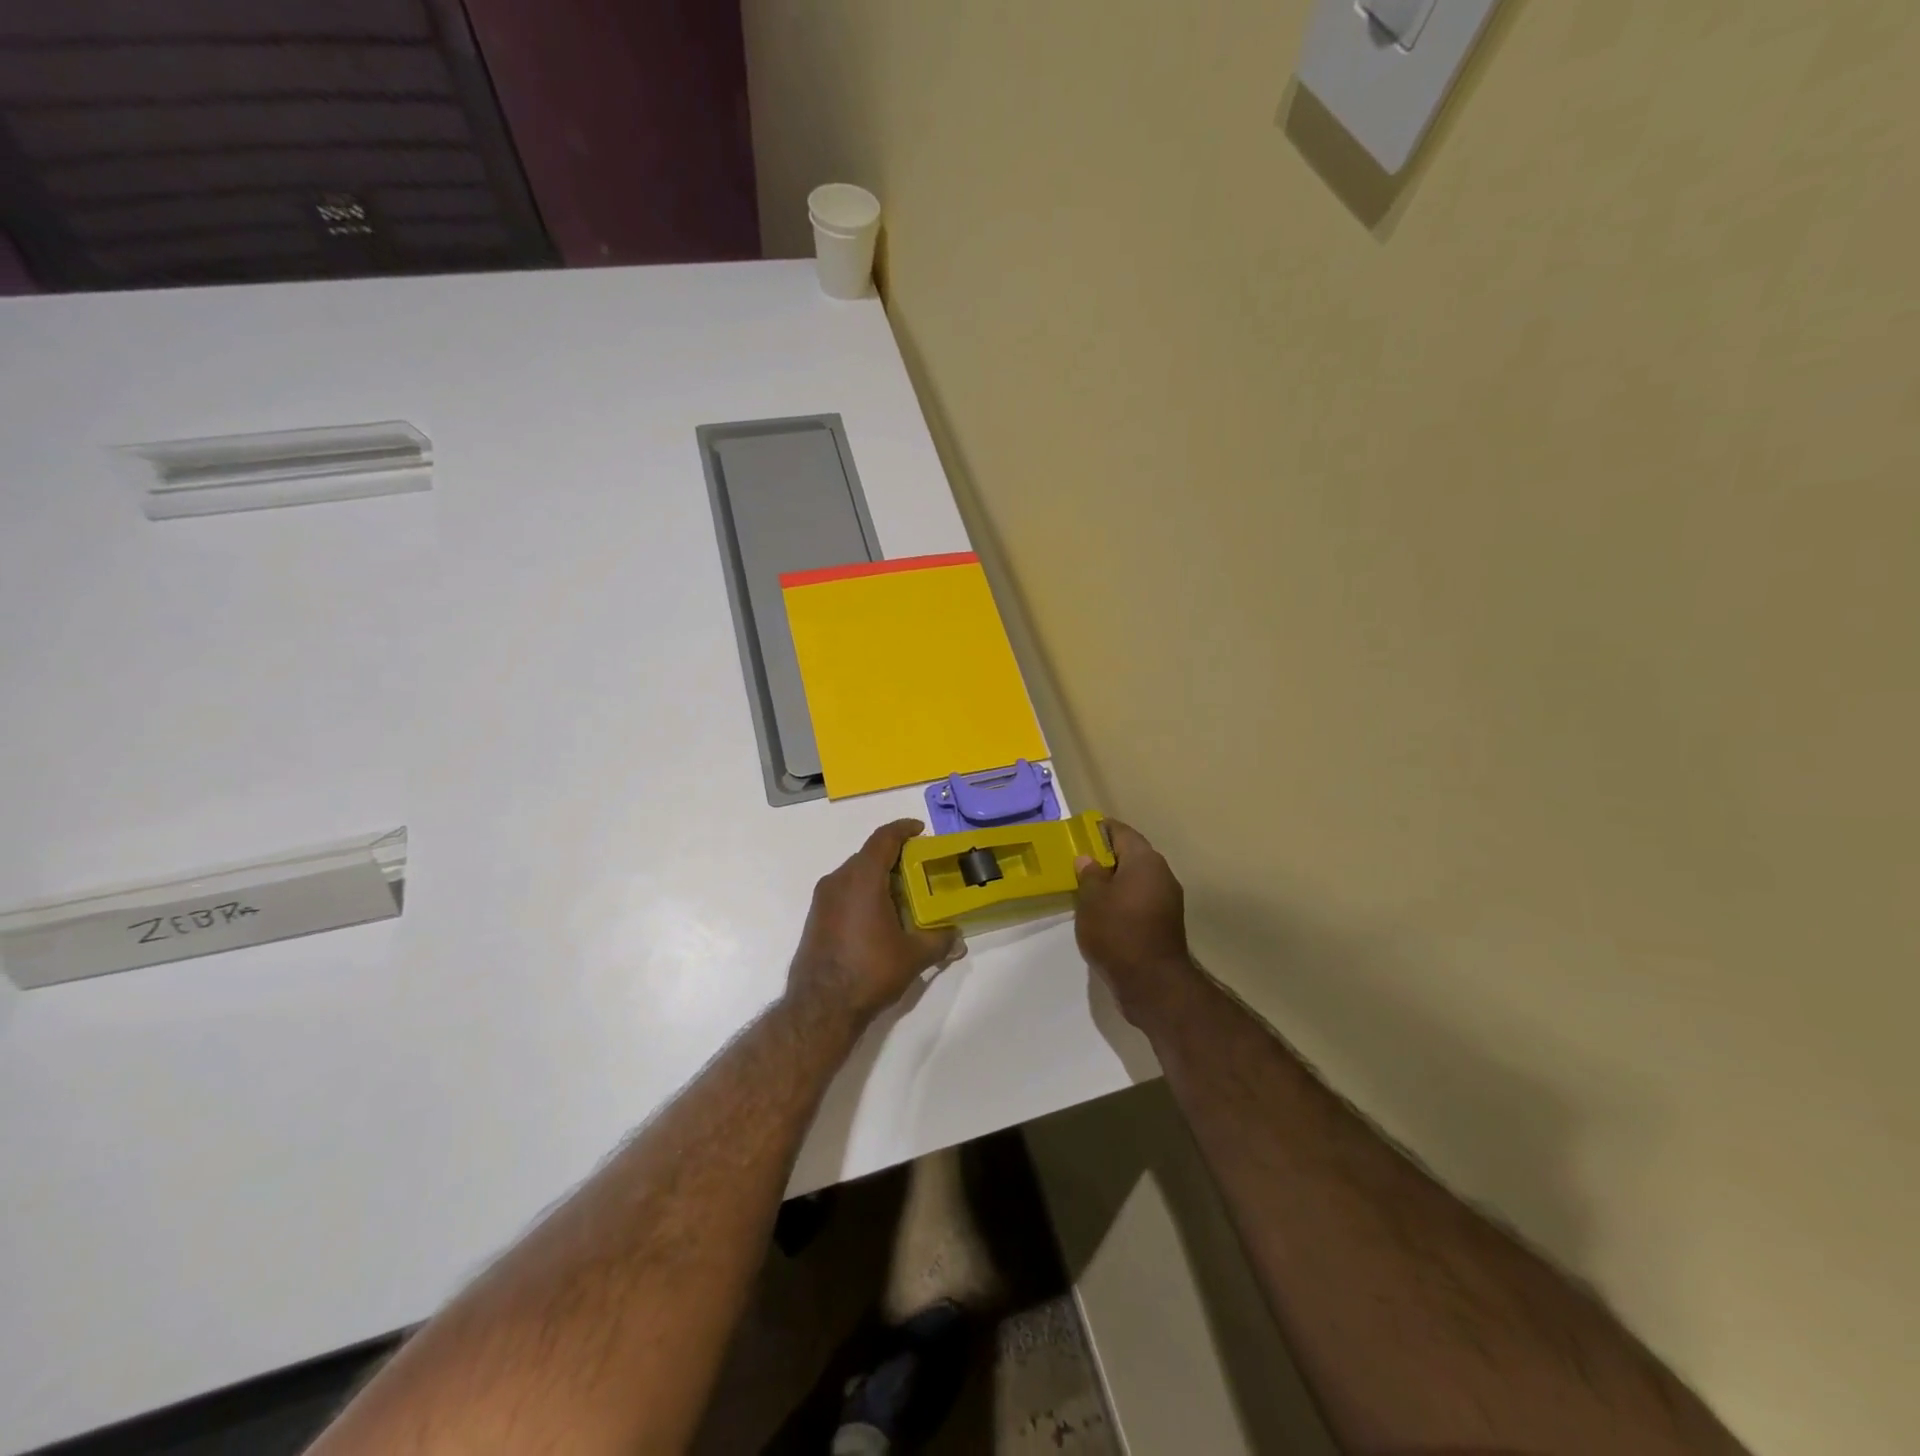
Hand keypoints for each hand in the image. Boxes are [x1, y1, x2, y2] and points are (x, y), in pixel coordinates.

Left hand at [788, 820, 961, 1033]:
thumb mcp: (914, 955)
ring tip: (903, 893)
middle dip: (894, 856)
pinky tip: (880, 916)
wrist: (821, 1007)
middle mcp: (838, 880)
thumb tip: (958, 939)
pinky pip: (843, 892)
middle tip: (919, 868)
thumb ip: (940, 940)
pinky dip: (863, 893)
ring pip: (854, 874)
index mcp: (862, 878)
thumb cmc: (870, 971)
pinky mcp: (815, 918)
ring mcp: (822, 900)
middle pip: (868, 855)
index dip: (903, 829)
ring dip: (878, 876)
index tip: (920, 830)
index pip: (883, 839)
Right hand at [1074, 820, 1198, 1026]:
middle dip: (1106, 856)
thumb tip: (1088, 859)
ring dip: (1115, 880)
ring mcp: (1168, 899)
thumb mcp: (1091, 900)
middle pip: (1132, 855)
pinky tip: (1104, 912)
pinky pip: (1141, 899)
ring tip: (1087, 889)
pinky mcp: (1166, 922)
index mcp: (1145, 860)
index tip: (1081, 833)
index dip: (1100, 829)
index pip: (1122, 832)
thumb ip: (1089, 874)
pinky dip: (1123, 899)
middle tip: (1079, 863)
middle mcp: (1162, 874)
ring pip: (1137, 879)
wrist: (1153, 984)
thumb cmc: (1117, 932)